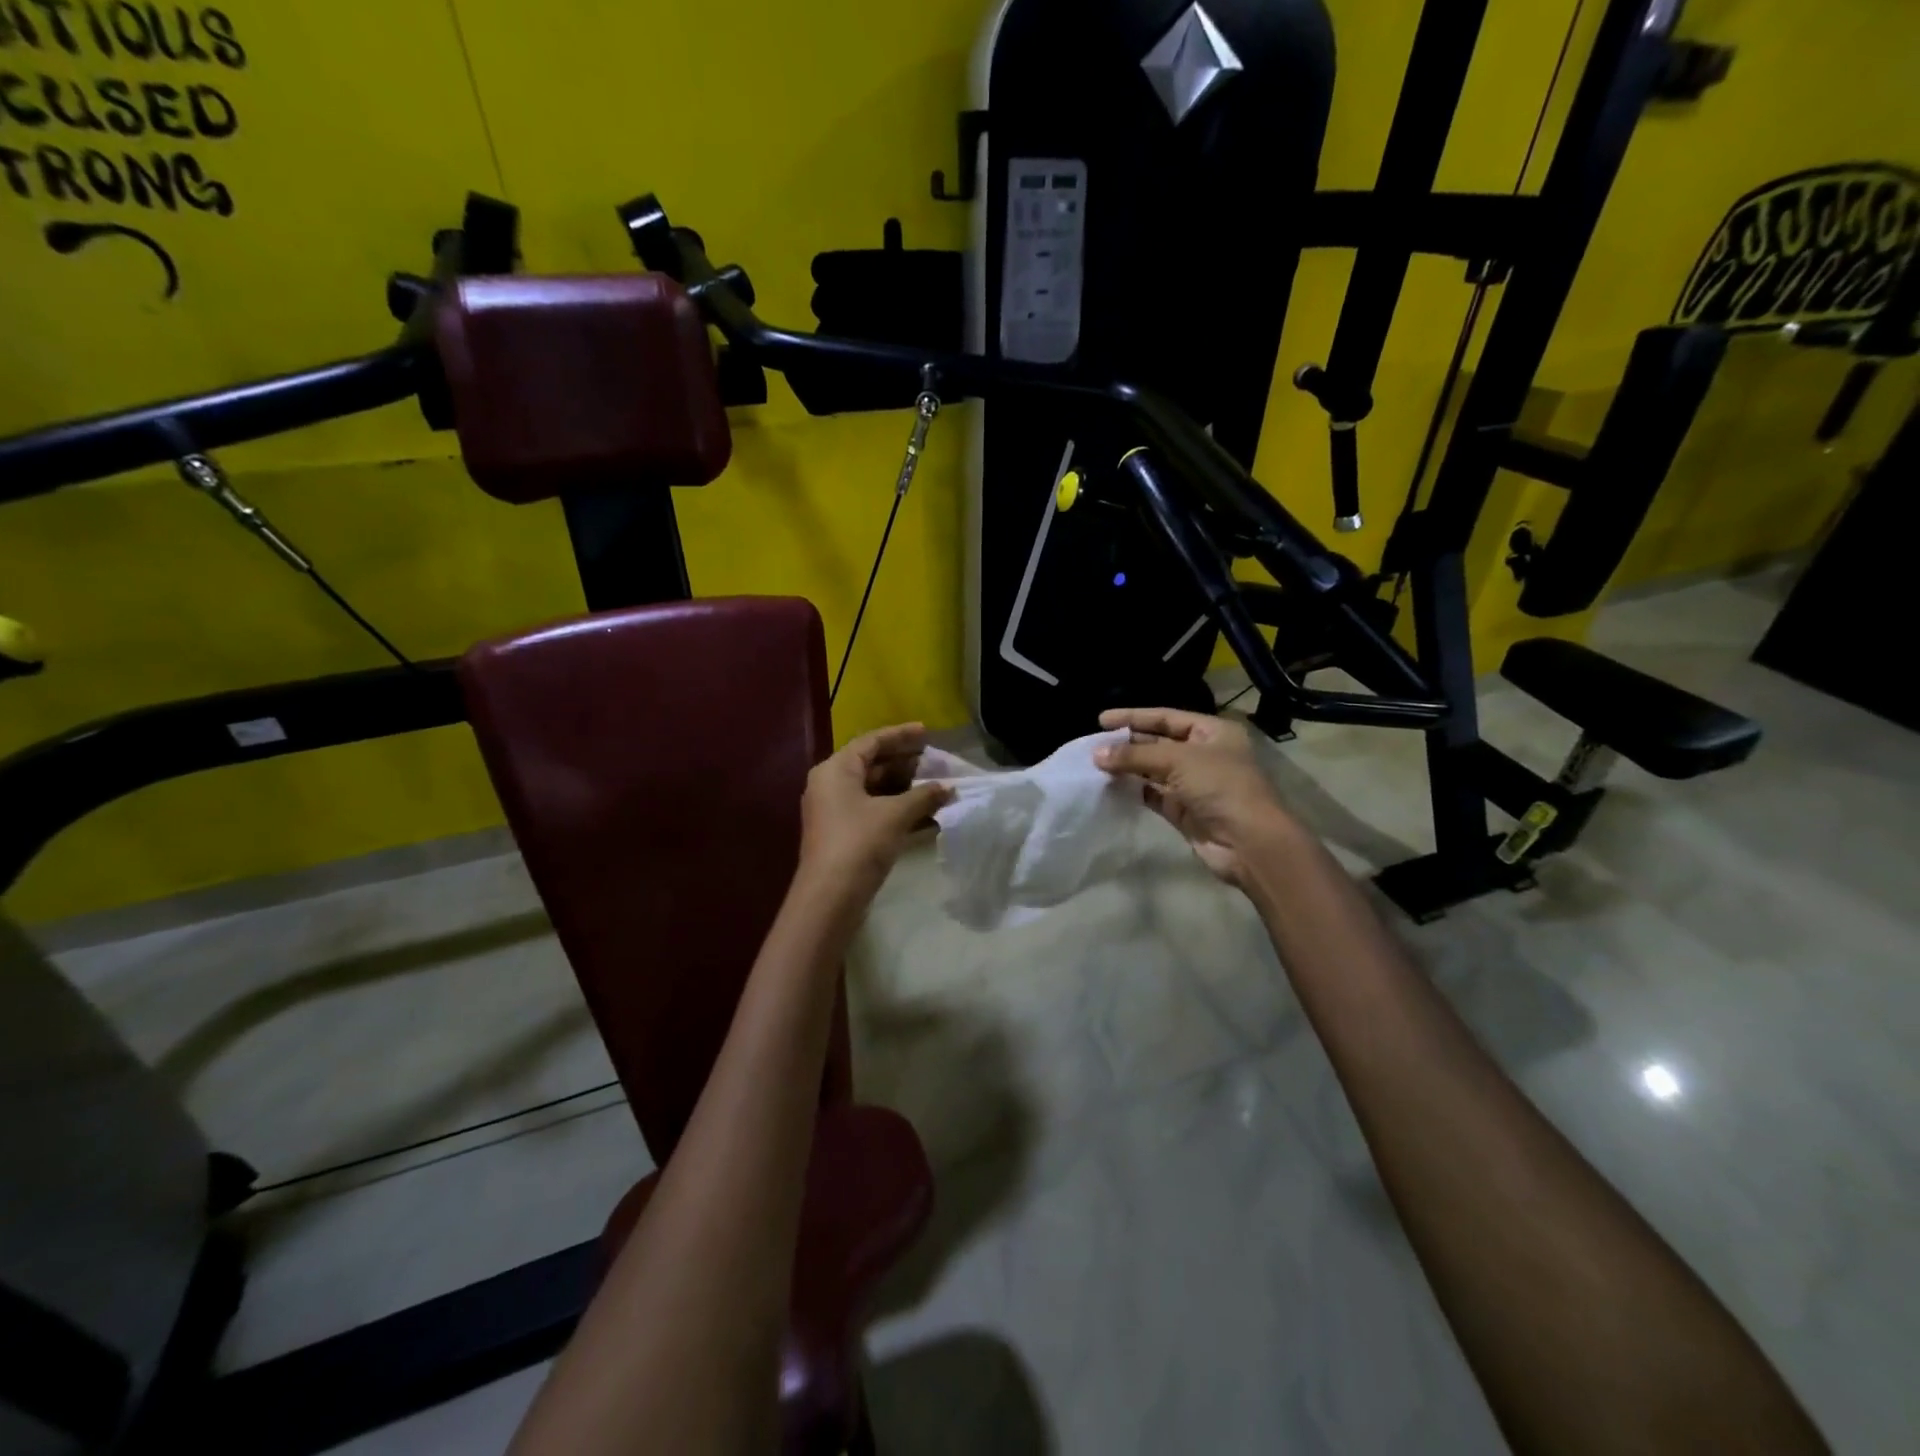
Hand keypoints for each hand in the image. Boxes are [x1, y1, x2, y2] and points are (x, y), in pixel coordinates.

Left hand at [798, 723, 952, 899]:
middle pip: (872, 764)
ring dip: (905, 788)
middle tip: (935, 761)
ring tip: (936, 786)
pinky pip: (873, 810)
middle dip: (906, 763)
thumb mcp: (895, 814)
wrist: (830, 897)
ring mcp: (835, 811)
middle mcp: (830, 784)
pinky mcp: (843, 834)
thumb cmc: (859, 843)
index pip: (872, 741)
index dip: (901, 735)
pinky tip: (926, 813)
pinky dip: (897, 809)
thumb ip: (923, 796)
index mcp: (836, 769)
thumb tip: (948, 787)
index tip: (928, 732)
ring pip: (874, 789)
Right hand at [1094, 707, 1296, 886]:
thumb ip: (1135, 755)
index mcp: (1213, 732)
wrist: (1248, 842)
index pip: (1167, 718)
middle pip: (1158, 743)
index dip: (1134, 717)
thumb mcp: (1178, 760)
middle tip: (1093, 745)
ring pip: (1153, 770)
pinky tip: (1110, 786)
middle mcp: (1204, 755)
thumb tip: (1096, 754)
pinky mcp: (1184, 810)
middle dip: (1128, 743)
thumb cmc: (1220, 787)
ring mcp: (1194, 784)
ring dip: (1127, 767)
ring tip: (1095, 764)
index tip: (1101, 720)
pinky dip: (1133, 789)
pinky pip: (1153, 794)